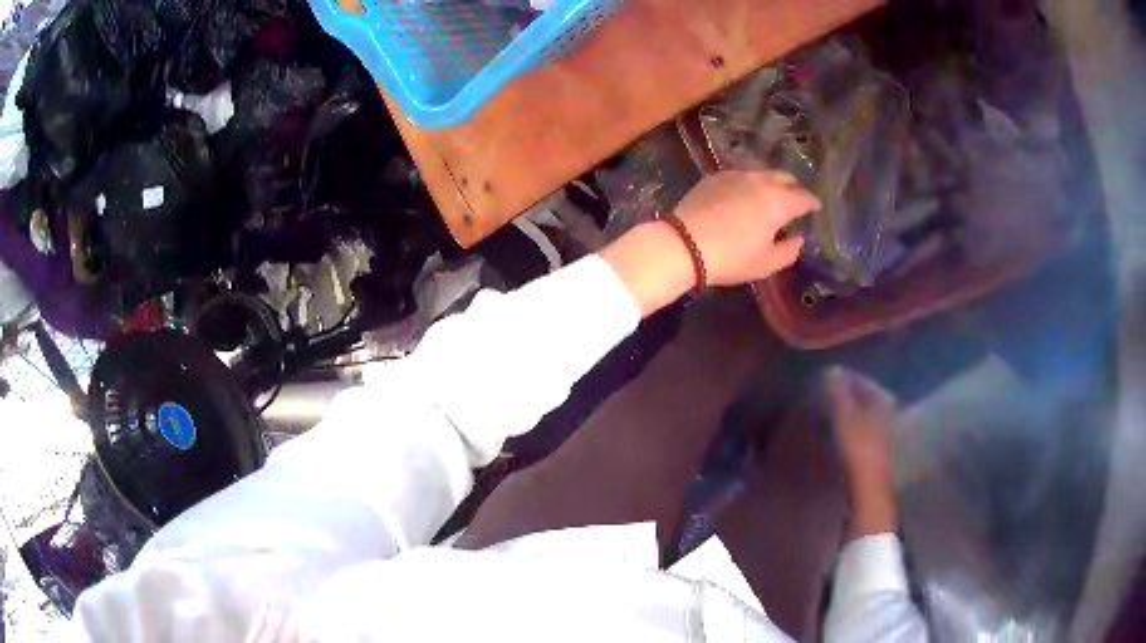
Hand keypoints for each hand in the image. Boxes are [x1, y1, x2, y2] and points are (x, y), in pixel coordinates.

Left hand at [674, 170, 819, 285]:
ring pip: (761, 172)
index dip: (812, 203)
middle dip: (794, 188)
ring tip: (770, 197)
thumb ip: (789, 251)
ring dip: (771, 183)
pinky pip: (740, 174)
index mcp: (778, 201)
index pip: (803, 197)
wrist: (683, 244)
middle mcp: (760, 181)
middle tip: (795, 202)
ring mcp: (735, 174)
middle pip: (784, 177)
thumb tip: (797, 238)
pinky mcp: (715, 176)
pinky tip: (744, 195)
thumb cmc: (730, 258)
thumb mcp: (766, 264)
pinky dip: (749, 183)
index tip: (815, 209)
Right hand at [826, 366, 898, 539]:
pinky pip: (862, 438)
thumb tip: (831, 369)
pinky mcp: (876, 461)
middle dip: (851, 397)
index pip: (869, 385)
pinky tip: (837, 438)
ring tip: (829, 415)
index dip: (851, 379)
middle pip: (869, 403)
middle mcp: (889, 419)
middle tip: (828, 393)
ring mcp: (884, 442)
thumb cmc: (860, 454)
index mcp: (885, 406)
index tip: (830, 376)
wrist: (869, 498)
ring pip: (866, 421)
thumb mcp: (846, 420)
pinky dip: (850, 433)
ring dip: (850, 416)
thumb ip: (839, 395)